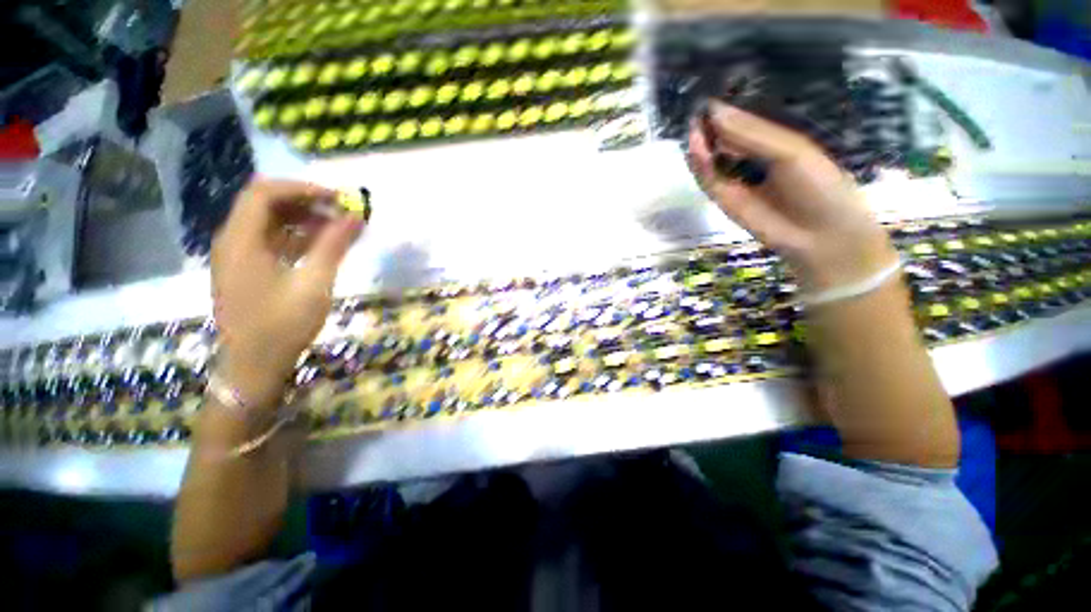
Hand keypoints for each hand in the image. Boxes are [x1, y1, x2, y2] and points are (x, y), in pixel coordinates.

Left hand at [211, 177, 363, 407]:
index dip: (302, 188)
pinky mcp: (248, 270)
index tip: (338, 198)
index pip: (264, 193)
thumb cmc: (282, 325)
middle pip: (266, 204)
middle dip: (306, 203)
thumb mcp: (314, 283)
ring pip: (270, 223)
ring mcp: (238, 256)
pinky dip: (298, 238)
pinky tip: (324, 245)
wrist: (254, 366)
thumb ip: (334, 245)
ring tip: (340, 228)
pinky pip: (272, 242)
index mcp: (240, 240)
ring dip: (305, 220)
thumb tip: (356, 216)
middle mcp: (233, 241)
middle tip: (342, 212)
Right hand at [687, 101, 897, 290]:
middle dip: (708, 129)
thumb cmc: (818, 185)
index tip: (707, 100)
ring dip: (701, 147)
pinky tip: (697, 152)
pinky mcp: (724, 200)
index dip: (724, 113)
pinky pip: (709, 181)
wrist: (820, 234)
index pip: (742, 123)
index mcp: (771, 142)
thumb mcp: (789, 151)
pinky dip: (700, 168)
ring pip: (712, 161)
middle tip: (695, 116)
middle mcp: (750, 159)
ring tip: (694, 132)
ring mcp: (735, 181)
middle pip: (723, 141)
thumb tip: (715, 112)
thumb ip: (751, 134)